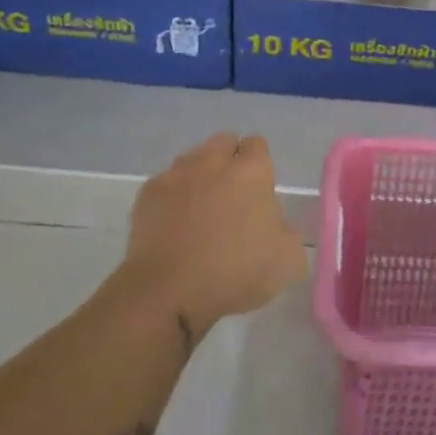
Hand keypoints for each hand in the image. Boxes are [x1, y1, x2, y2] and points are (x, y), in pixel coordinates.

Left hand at [119, 133, 306, 342]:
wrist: (168, 292)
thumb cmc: (234, 272)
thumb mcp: (287, 262)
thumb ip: (288, 233)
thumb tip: (276, 226)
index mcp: (250, 172)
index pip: (257, 144)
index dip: (260, 163)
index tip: (260, 189)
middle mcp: (212, 162)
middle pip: (223, 142)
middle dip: (230, 159)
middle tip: (233, 194)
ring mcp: (176, 175)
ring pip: (192, 159)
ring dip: (200, 174)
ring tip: (202, 207)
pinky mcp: (147, 194)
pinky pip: (165, 183)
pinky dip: (173, 196)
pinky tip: (174, 222)